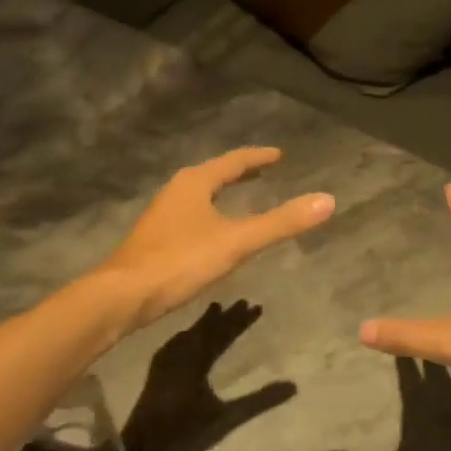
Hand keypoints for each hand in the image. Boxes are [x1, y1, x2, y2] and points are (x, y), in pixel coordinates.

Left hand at [98, 148, 333, 329]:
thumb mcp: (237, 242)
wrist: (123, 295)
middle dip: (239, 172)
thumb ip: (281, 222)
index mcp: (195, 183)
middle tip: (264, 171)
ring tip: (241, 197)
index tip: (278, 155)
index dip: (258, 157)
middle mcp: (176, 191)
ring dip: (222, 192)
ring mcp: (162, 215)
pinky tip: (213, 233)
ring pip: (199, 195)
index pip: (233, 162)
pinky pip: (190, 215)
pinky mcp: (155, 239)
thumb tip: (327, 200)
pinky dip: (210, 213)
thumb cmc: (181, 260)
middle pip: (214, 174)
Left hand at [126, 301, 294, 450]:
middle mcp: (179, 355)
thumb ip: (259, 401)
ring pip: (188, 335)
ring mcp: (164, 364)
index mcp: (196, 361)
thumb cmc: (183, 433)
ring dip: (204, 323)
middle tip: (242, 302)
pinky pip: (174, 344)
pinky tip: (183, 339)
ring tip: (215, 311)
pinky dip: (186, 335)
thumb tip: (293, 386)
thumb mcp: (225, 419)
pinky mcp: (156, 374)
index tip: (256, 306)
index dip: (240, 321)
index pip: (222, 333)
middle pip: (205, 330)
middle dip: (224, 317)